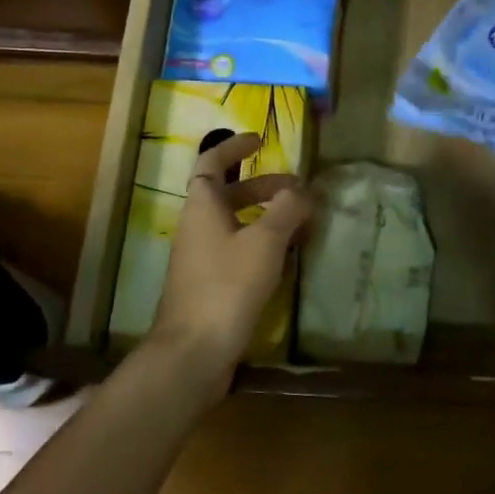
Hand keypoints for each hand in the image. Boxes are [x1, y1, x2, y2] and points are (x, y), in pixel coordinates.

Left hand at [150, 131, 313, 394]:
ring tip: (301, 224)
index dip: (234, 147)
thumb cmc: (227, 286)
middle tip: (298, 191)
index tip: (260, 140)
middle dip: (264, 187)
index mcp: (202, 206)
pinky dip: (261, 245)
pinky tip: (285, 260)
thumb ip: (287, 209)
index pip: (212, 162)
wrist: (192, 353)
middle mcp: (197, 226)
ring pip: (235, 224)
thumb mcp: (265, 242)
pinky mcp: (209, 285)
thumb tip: (302, 190)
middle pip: (229, 194)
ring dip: (266, 217)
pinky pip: (237, 251)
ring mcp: (201, 258)